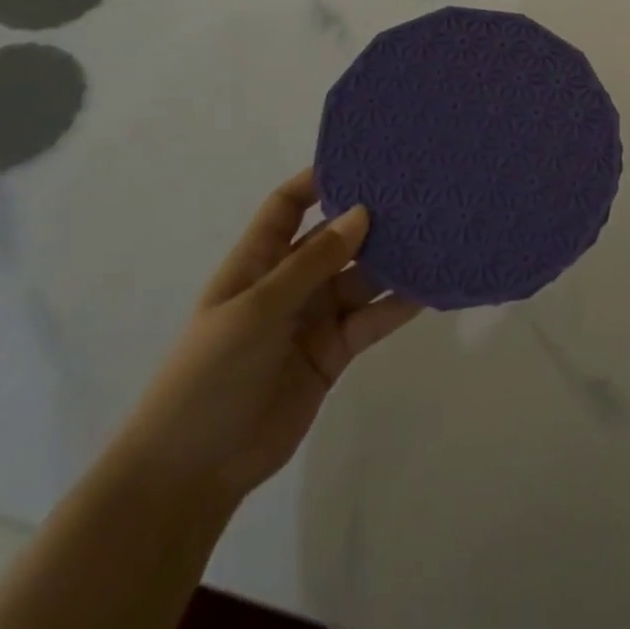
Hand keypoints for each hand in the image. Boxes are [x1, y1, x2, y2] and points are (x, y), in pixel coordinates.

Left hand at [113, 171, 421, 511]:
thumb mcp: (256, 309)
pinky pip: (372, 319)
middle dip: (369, 218)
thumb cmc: (210, 375)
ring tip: (435, 234)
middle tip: (418, 193)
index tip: (362, 158)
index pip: (287, 206)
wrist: (194, 470)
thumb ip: (312, 262)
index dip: (317, 180)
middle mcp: (289, 283)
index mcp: (257, 263)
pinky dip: (398, 305)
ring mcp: (314, 318)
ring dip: (392, 261)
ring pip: (361, 278)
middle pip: (335, 239)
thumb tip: (361, 212)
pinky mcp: (335, 352)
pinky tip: (430, 288)